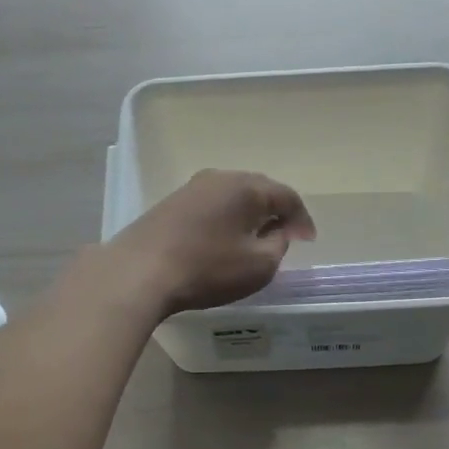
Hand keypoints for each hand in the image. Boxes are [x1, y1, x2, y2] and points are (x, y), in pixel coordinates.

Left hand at [110, 170, 317, 314]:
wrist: (140, 272)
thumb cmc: (208, 268)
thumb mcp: (259, 265)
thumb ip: (278, 245)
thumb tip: (277, 232)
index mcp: (247, 187)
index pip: (287, 196)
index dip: (302, 219)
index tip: (308, 240)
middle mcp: (220, 177)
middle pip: (259, 190)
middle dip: (276, 212)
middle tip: (287, 234)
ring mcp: (192, 188)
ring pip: (233, 196)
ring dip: (249, 214)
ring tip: (256, 237)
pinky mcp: (171, 203)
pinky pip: (211, 205)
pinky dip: (226, 219)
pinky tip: (224, 238)